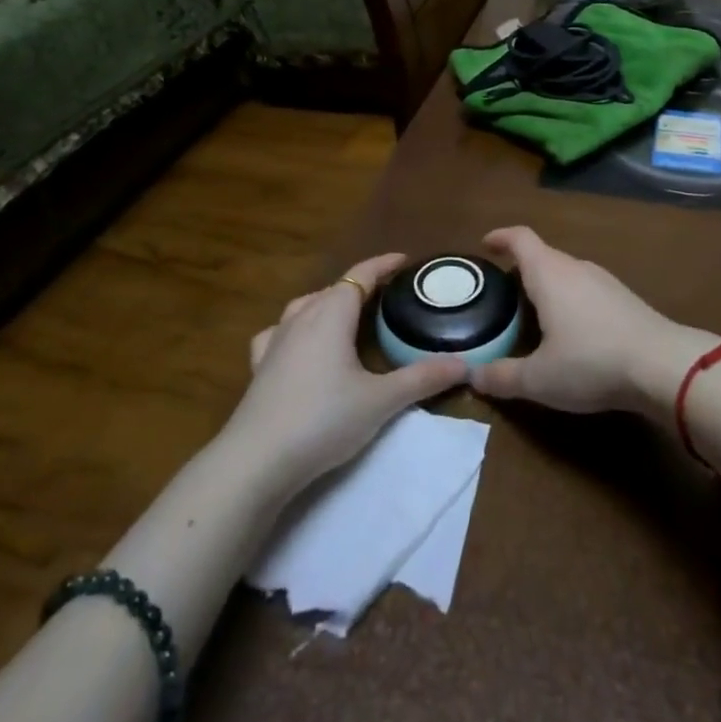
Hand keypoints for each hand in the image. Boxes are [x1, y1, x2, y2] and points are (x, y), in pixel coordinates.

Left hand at [226, 253, 468, 493]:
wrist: (256, 461)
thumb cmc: (323, 420)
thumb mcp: (381, 401)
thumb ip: (422, 378)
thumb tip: (464, 364)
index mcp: (332, 314)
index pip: (360, 276)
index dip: (383, 265)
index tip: (404, 260)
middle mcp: (302, 317)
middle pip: (334, 289)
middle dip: (361, 286)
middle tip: (387, 295)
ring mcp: (276, 341)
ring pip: (305, 306)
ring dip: (328, 303)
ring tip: (346, 315)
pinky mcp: (259, 367)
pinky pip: (279, 333)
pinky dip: (294, 329)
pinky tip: (298, 343)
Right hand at [469, 227, 719, 418]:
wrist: (663, 365)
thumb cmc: (591, 362)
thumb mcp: (539, 379)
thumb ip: (502, 377)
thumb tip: (472, 375)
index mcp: (549, 274)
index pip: (520, 239)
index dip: (500, 237)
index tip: (486, 243)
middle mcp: (575, 267)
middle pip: (543, 255)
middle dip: (521, 268)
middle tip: (503, 293)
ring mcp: (604, 280)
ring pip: (567, 273)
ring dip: (548, 285)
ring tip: (535, 312)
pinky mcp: (625, 298)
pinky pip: (587, 289)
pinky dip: (571, 300)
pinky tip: (573, 330)